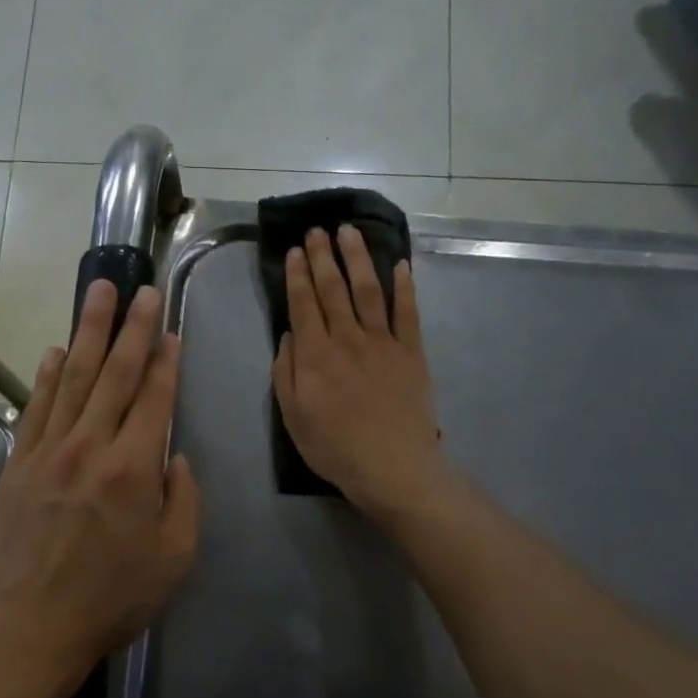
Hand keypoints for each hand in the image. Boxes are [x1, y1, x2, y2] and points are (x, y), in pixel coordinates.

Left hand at [0, 280, 200, 675]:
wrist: (31, 627)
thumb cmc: (113, 598)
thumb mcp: (174, 558)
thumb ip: (183, 500)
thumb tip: (175, 457)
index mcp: (133, 469)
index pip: (154, 398)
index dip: (165, 360)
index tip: (170, 328)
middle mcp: (90, 447)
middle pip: (114, 374)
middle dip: (130, 328)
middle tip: (139, 288)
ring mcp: (48, 452)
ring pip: (73, 379)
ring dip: (88, 332)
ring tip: (98, 292)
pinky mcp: (18, 466)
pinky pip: (36, 408)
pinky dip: (48, 376)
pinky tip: (58, 351)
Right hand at [272, 225, 446, 518]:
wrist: (392, 467)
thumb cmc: (334, 447)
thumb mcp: (292, 416)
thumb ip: (286, 372)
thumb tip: (288, 334)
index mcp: (315, 355)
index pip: (303, 305)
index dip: (297, 275)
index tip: (294, 251)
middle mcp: (347, 339)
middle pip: (333, 289)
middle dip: (323, 257)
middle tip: (317, 230)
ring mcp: (383, 342)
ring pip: (368, 291)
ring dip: (357, 258)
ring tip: (349, 232)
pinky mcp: (412, 352)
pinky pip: (407, 313)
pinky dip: (404, 287)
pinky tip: (400, 265)